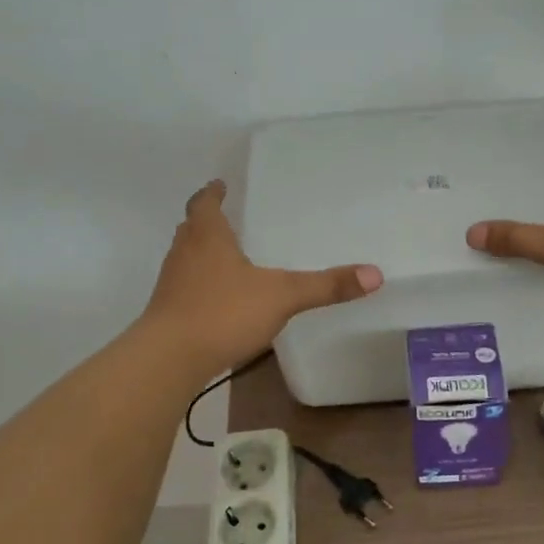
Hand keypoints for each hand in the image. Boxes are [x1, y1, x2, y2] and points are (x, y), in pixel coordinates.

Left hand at [143, 180, 382, 374]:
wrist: (169, 358)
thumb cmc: (223, 312)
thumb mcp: (282, 295)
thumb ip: (326, 286)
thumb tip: (376, 274)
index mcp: (207, 236)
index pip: (204, 202)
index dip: (213, 192)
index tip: (220, 184)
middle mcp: (184, 253)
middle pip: (191, 228)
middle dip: (207, 221)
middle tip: (229, 218)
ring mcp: (171, 283)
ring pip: (186, 257)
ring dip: (202, 253)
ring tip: (227, 257)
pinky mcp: (168, 312)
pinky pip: (185, 287)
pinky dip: (201, 284)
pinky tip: (221, 299)